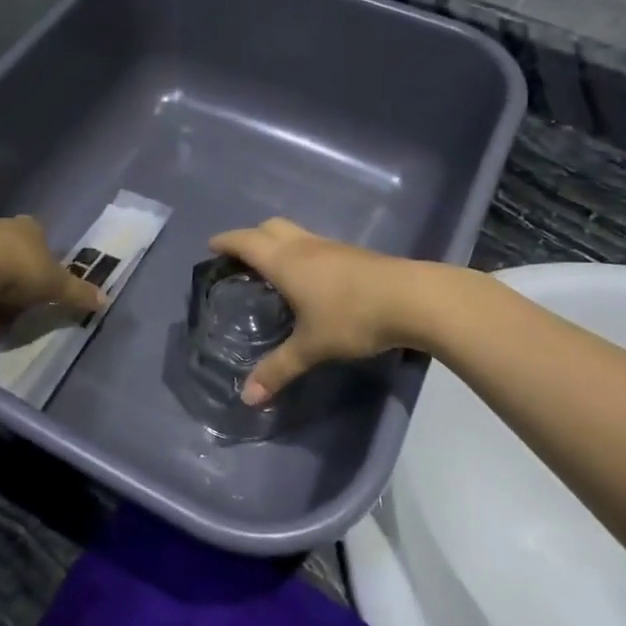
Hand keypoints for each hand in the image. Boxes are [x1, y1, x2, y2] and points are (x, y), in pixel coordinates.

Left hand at [0, 216, 102, 330]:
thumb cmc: (20, 270)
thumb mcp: (57, 285)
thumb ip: (79, 292)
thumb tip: (105, 299)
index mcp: (30, 226)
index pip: (41, 237)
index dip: (46, 260)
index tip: (47, 283)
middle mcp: (2, 228)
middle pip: (16, 253)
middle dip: (21, 279)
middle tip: (27, 304)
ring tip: (2, 320)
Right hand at [208, 218, 420, 403]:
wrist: (413, 298)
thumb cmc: (352, 317)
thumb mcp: (312, 347)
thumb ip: (278, 369)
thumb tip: (247, 397)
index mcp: (286, 262)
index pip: (247, 242)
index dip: (227, 241)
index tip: (212, 246)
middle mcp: (305, 247)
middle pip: (270, 227)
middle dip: (251, 237)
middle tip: (240, 258)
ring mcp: (331, 247)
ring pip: (295, 234)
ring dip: (278, 243)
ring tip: (272, 270)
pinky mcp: (353, 254)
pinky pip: (315, 245)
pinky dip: (301, 253)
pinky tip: (310, 280)